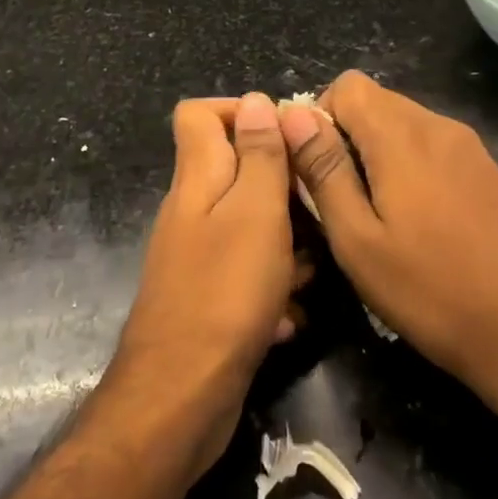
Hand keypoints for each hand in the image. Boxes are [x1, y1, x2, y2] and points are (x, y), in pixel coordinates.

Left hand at [113, 93, 295, 475]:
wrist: (181, 398)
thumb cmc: (225, 292)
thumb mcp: (255, 211)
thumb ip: (259, 154)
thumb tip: (256, 99)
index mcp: (197, 178)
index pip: (198, 114)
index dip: (240, 111)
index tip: (285, 136)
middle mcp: (191, 211)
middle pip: (234, 170)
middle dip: (281, 185)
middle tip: (316, 209)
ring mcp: (197, 257)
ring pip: (249, 226)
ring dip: (285, 242)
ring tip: (312, 268)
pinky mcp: (208, 299)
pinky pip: (247, 275)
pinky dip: (272, 287)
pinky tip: (292, 315)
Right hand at [278, 72, 497, 408]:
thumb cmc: (432, 292)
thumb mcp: (358, 240)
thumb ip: (323, 170)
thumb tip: (292, 115)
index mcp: (402, 135)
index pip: (347, 85)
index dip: (321, 118)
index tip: (316, 170)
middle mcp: (438, 125)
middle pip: (376, 101)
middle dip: (346, 138)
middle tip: (341, 201)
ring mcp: (469, 147)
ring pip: (403, 124)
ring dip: (377, 154)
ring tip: (376, 217)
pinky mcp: (488, 170)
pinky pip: (432, 147)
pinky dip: (409, 167)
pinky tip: (417, 223)